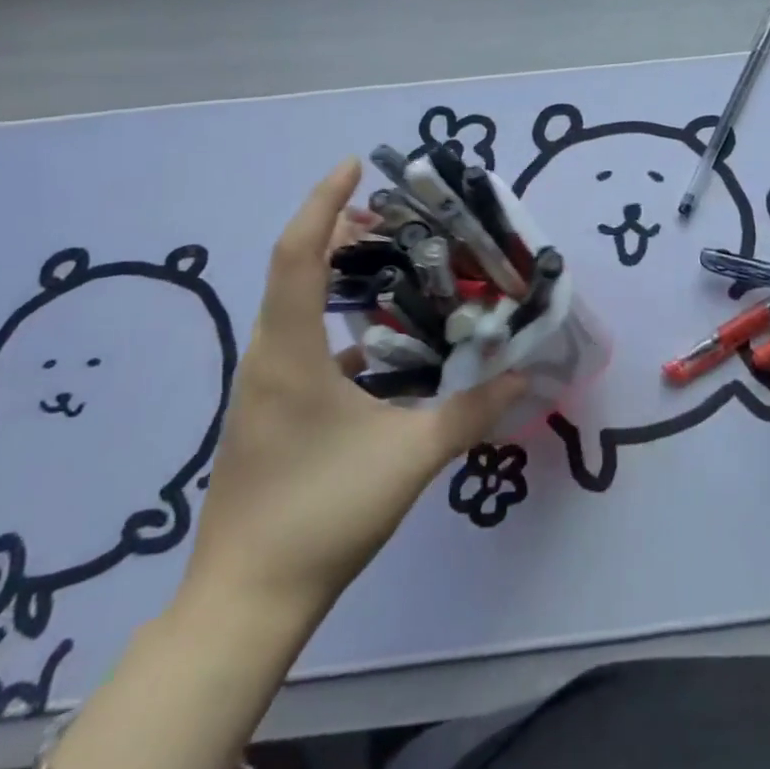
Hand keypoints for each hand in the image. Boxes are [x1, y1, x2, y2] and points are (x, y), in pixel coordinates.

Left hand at [181, 160, 524, 629]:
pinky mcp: (269, 410)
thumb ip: (471, 411)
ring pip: (295, 304)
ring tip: (388, 260)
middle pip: (294, 268)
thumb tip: (524, 374)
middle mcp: (269, 357)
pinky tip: (380, 340)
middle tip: (390, 215)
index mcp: (290, 353)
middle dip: (337, 229)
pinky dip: (336, 318)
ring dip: (335, 272)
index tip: (354, 165)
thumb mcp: (410, 458)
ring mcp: (264, 386)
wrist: (246, 602)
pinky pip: (300, 340)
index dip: (324, 202)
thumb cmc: (322, 515)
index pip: (299, 254)